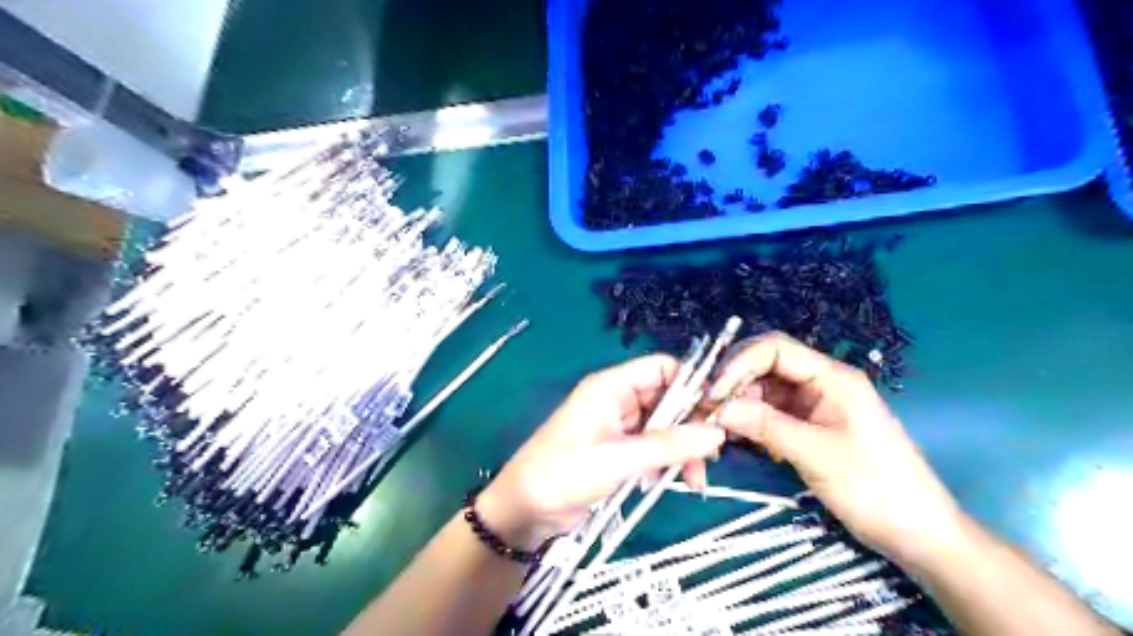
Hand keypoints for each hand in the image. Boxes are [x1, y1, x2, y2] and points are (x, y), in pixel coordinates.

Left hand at [476, 352, 726, 552]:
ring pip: (663, 427)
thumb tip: (718, 434)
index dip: (692, 384)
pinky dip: (663, 463)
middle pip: (667, 399)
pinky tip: (662, 483)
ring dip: (680, 450)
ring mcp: (618, 427)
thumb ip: (668, 445)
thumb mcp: (619, 458)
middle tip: (710, 458)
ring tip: (692, 480)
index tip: (717, 412)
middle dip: (690, 426)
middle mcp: (617, 400)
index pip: (662, 368)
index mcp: (611, 386)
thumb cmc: (564, 472)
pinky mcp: (618, 451)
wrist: (525, 510)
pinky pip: (652, 448)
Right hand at [706, 333, 964, 566]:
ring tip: (717, 431)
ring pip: (760, 392)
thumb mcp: (817, 454)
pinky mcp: (805, 427)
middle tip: (707, 412)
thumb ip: (766, 426)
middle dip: (732, 384)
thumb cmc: (876, 488)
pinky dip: (747, 424)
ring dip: (736, 407)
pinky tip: (734, 441)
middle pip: (763, 367)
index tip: (713, 393)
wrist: (916, 533)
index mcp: (831, 377)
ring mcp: (811, 406)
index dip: (738, 363)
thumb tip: (718, 407)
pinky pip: (766, 415)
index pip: (774, 349)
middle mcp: (818, 383)